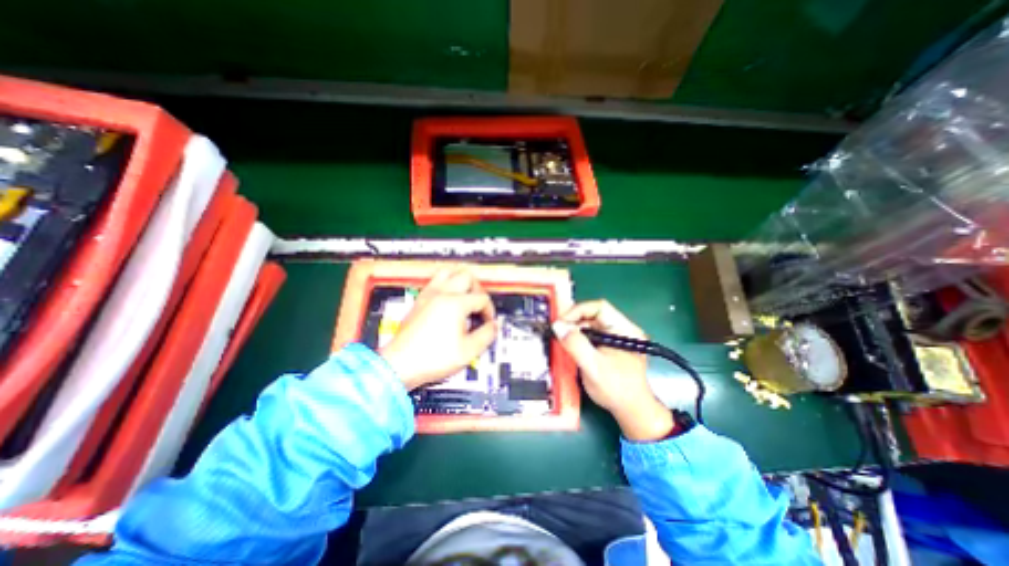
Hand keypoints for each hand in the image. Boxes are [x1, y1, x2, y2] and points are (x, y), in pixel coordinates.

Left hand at [380, 267, 497, 391]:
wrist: (399, 365)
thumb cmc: (434, 358)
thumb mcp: (468, 351)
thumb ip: (486, 335)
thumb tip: (494, 325)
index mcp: (456, 303)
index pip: (481, 298)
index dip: (490, 311)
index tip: (488, 324)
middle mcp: (442, 293)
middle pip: (467, 277)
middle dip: (478, 290)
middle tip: (479, 306)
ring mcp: (428, 294)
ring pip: (449, 272)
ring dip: (461, 281)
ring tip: (465, 296)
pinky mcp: (419, 300)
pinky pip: (435, 281)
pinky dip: (446, 284)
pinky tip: (448, 299)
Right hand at [555, 301, 672, 442]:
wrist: (631, 411)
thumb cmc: (616, 390)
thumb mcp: (593, 367)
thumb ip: (576, 345)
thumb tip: (558, 326)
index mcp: (625, 329)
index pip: (599, 308)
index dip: (578, 311)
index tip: (561, 323)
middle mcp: (622, 328)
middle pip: (594, 314)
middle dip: (574, 321)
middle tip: (558, 331)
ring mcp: (616, 336)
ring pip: (591, 323)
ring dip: (575, 329)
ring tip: (561, 338)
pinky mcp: (610, 344)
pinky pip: (591, 334)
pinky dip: (579, 337)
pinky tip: (570, 345)